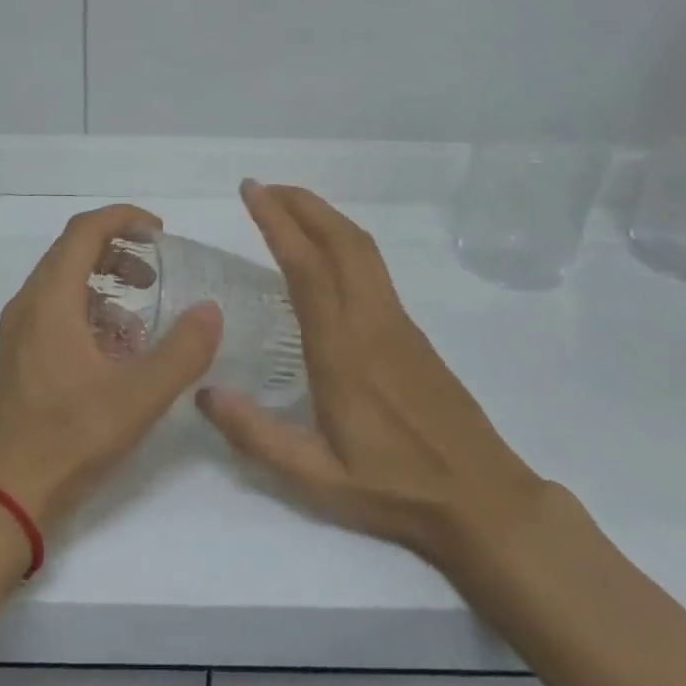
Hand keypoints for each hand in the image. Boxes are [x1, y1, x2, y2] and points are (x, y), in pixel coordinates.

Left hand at [0, 204, 222, 536]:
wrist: (3, 497)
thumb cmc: (69, 439)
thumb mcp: (137, 397)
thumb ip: (182, 351)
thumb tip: (210, 310)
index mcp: (50, 300)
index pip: (85, 230)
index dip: (124, 219)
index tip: (161, 232)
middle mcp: (28, 304)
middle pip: (72, 251)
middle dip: (118, 251)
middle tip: (157, 271)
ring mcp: (18, 332)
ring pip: (64, 282)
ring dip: (105, 283)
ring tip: (142, 311)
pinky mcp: (18, 357)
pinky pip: (56, 312)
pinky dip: (90, 312)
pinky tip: (117, 350)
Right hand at [197, 182, 548, 569]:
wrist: (482, 497)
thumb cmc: (394, 488)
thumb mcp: (315, 478)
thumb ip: (256, 435)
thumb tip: (203, 391)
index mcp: (342, 349)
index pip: (306, 267)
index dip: (277, 222)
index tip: (251, 192)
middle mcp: (371, 321)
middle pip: (340, 239)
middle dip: (301, 203)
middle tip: (263, 188)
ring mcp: (397, 321)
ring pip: (362, 248)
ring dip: (324, 216)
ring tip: (288, 206)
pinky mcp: (411, 330)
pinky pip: (372, 266)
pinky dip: (342, 239)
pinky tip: (325, 253)